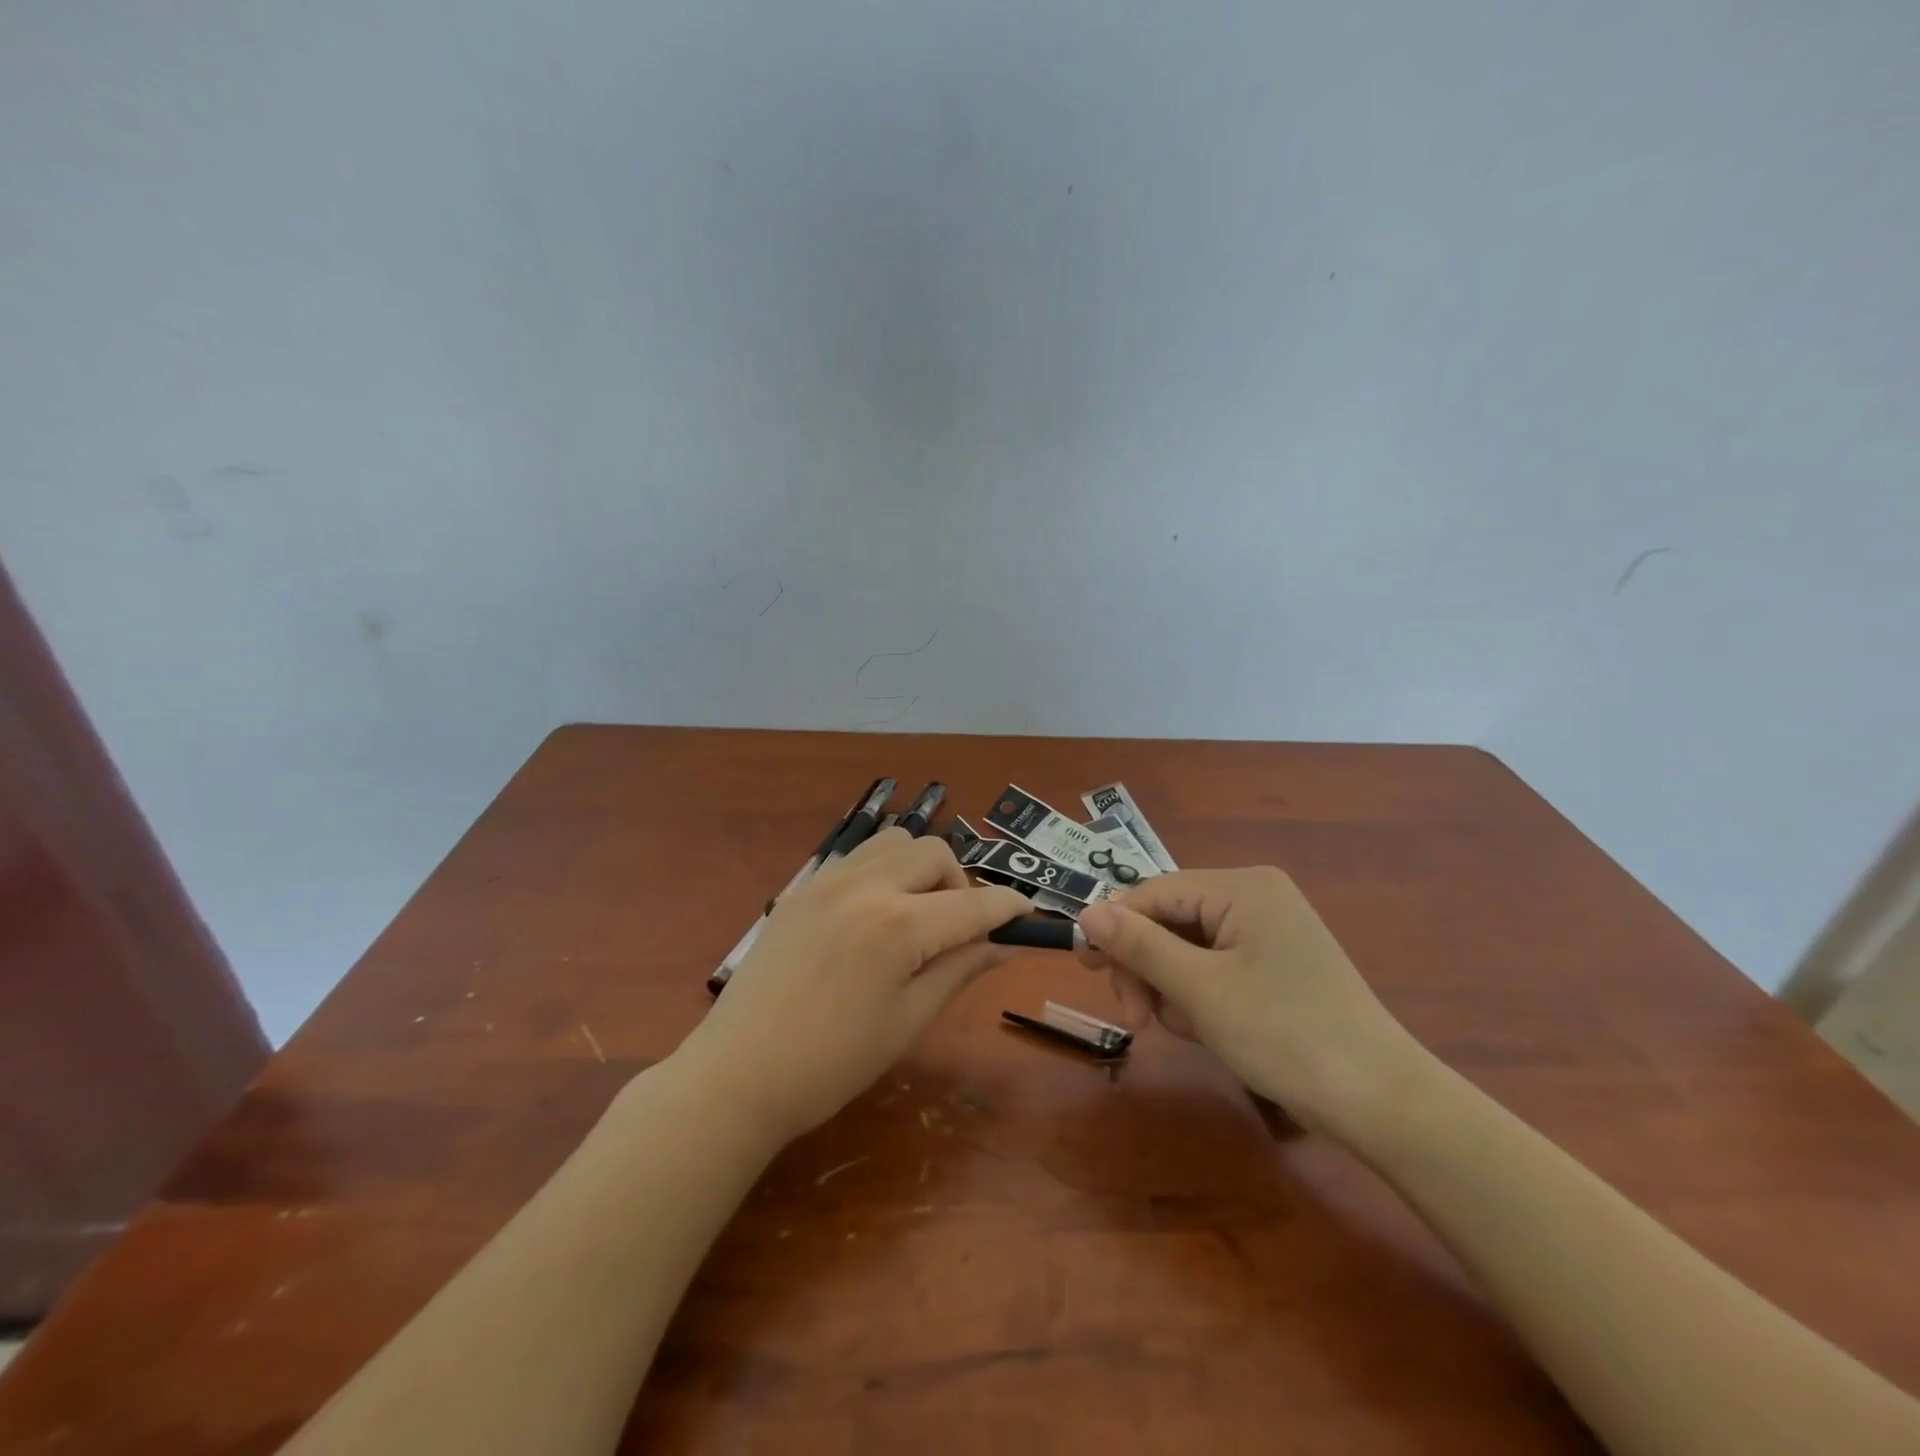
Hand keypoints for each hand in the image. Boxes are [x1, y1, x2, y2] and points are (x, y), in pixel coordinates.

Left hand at [681, 829, 1030, 1142]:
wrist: (738, 1074)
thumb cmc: (831, 1064)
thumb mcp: (909, 1020)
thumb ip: (960, 969)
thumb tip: (1005, 944)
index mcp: (898, 926)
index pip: (973, 904)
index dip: (1009, 907)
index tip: (1027, 915)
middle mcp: (865, 886)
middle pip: (935, 852)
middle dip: (961, 883)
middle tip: (957, 929)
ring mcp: (828, 880)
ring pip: (895, 841)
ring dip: (921, 868)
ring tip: (915, 915)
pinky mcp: (802, 887)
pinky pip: (858, 856)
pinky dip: (883, 870)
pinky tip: (873, 915)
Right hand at [1076, 868, 1429, 1138]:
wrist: (1381, 1102)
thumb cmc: (1284, 1034)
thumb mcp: (1199, 989)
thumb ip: (1139, 945)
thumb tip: (1086, 910)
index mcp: (1241, 887)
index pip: (1154, 893)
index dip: (1115, 928)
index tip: (1085, 971)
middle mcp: (1256, 897)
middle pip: (1170, 920)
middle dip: (1147, 967)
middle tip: (1137, 1019)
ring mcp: (1270, 931)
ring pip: (1188, 948)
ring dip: (1172, 988)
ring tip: (1188, 1031)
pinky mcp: (1277, 964)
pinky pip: (1216, 966)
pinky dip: (1200, 996)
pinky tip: (1209, 1030)